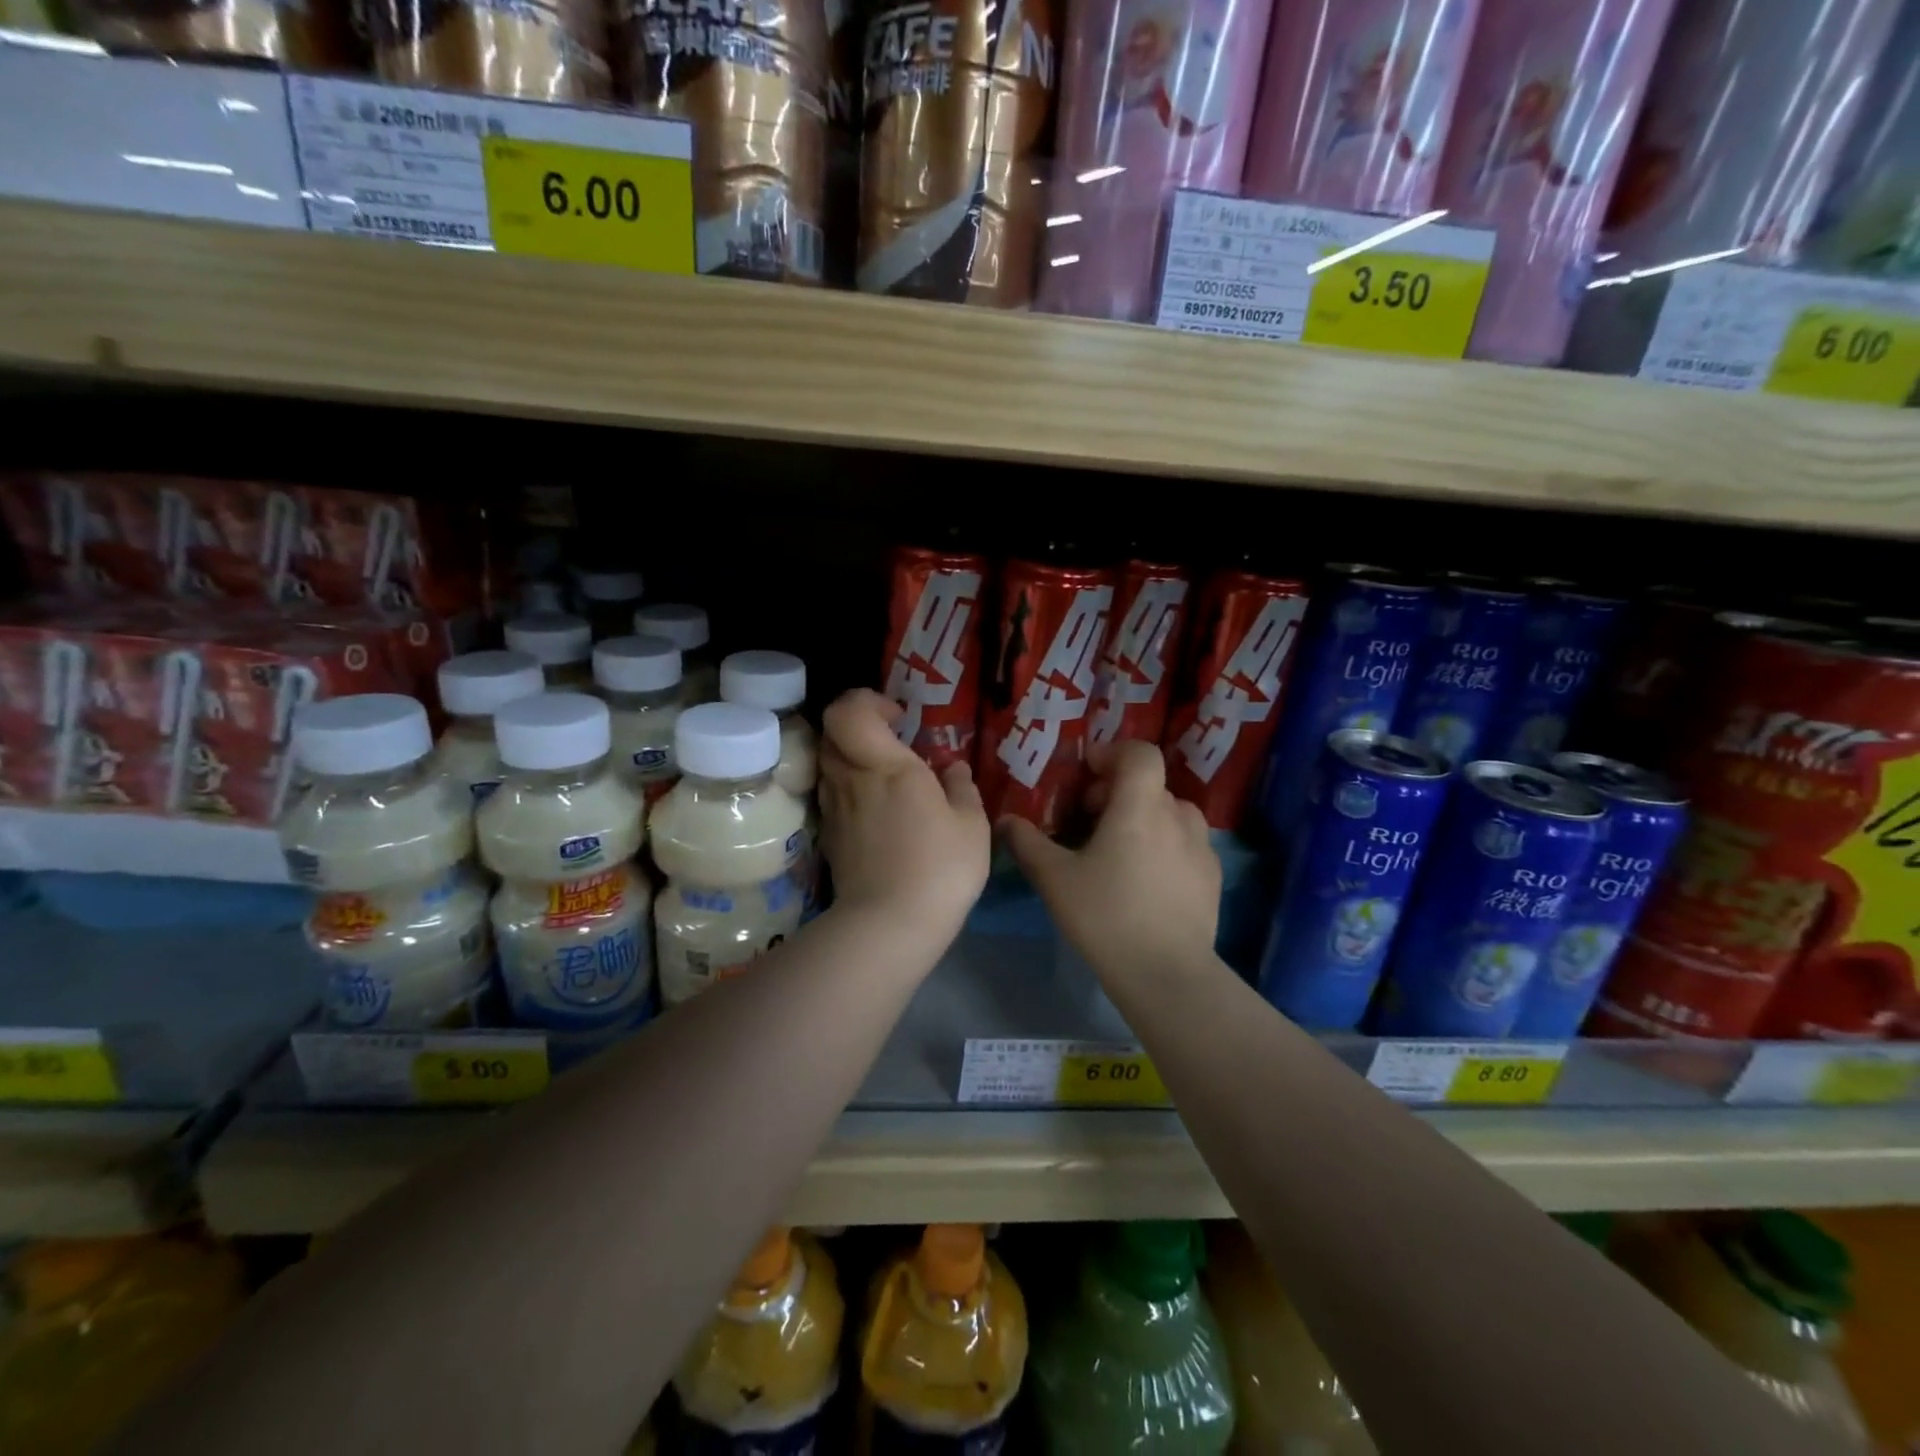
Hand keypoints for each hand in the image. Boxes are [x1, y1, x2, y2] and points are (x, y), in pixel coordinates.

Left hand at [819, 689, 989, 943]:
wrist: (889, 926)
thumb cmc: (939, 868)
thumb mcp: (971, 826)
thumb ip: (961, 788)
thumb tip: (953, 768)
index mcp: (886, 766)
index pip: (848, 711)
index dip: (867, 702)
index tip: (898, 718)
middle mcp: (851, 779)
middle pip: (831, 733)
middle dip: (859, 728)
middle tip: (891, 744)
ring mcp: (834, 810)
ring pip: (829, 765)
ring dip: (852, 759)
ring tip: (886, 779)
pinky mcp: (830, 838)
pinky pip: (832, 796)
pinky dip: (850, 791)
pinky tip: (877, 813)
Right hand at [1000, 740, 1219, 979]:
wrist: (1167, 974)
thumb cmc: (1106, 916)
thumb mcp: (1055, 879)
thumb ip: (1027, 843)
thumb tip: (1006, 821)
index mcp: (1140, 806)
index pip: (1140, 753)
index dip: (1113, 754)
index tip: (1087, 776)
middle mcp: (1177, 816)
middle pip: (1149, 784)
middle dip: (1117, 792)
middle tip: (1089, 821)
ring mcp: (1201, 846)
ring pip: (1170, 813)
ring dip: (1144, 817)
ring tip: (1119, 850)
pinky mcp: (1212, 876)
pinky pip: (1186, 842)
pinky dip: (1164, 844)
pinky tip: (1145, 880)